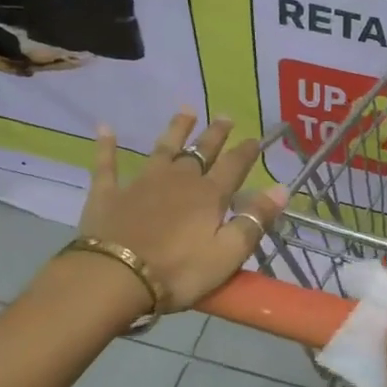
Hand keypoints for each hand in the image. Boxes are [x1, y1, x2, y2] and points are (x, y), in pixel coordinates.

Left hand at [75, 111, 286, 311]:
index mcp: (208, 195)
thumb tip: (282, 188)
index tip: (256, 139)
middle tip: (225, 116)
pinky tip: (105, 128)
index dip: (246, 152)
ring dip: (175, 129)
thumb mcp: (228, 253)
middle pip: (200, 152)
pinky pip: (107, 164)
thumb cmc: (178, 271)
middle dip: (215, 134)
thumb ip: (254, 220)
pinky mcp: (108, 194)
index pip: (234, 167)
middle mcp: (178, 180)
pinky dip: (106, 146)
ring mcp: (141, 183)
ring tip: (186, 110)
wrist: (114, 277)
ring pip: (162, 149)